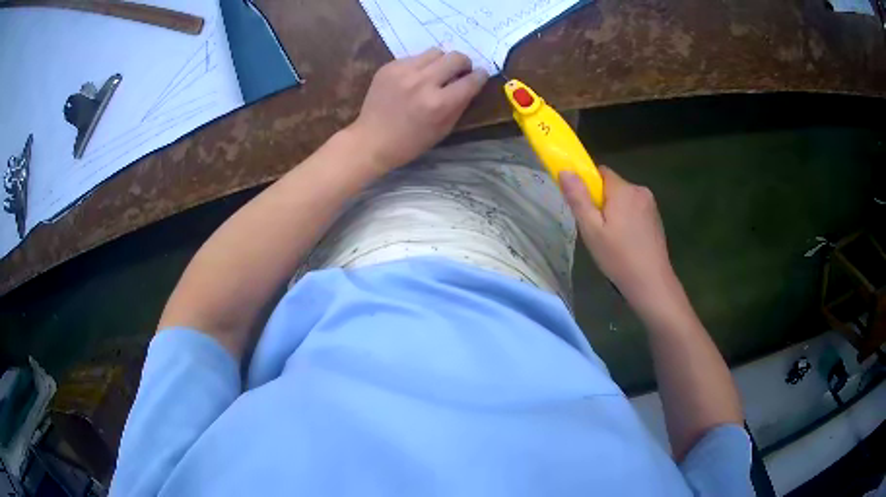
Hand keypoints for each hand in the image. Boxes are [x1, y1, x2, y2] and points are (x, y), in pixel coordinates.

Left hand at [349, 48, 487, 172]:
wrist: (371, 140)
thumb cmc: (411, 142)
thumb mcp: (443, 129)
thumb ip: (460, 104)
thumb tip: (471, 83)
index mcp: (439, 103)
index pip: (471, 80)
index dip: (480, 76)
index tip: (480, 75)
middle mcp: (423, 82)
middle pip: (455, 57)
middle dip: (464, 63)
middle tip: (460, 71)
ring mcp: (404, 72)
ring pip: (435, 51)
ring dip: (442, 61)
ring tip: (437, 72)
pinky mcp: (389, 67)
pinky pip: (414, 57)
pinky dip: (420, 65)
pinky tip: (414, 78)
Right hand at [560, 167, 678, 309]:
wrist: (651, 283)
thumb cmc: (618, 257)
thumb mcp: (591, 230)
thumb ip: (578, 198)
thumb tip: (565, 170)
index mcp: (623, 190)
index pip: (600, 172)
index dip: (588, 186)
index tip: (584, 208)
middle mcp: (640, 190)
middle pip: (612, 186)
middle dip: (601, 201)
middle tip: (595, 229)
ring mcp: (651, 205)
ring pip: (624, 199)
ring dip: (615, 211)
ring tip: (610, 240)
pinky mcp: (656, 218)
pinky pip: (635, 210)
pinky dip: (627, 220)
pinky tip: (626, 243)